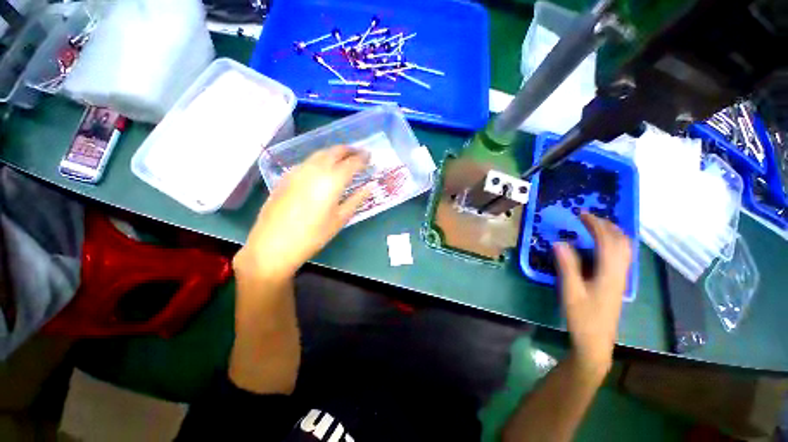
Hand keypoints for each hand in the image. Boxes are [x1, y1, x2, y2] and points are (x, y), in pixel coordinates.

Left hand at [234, 146, 370, 281]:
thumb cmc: (313, 235)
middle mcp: (315, 169)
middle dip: (349, 150)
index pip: (352, 162)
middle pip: (335, 151)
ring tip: (344, 158)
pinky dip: (320, 160)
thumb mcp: (340, 219)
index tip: (370, 157)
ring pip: (320, 153)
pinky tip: (322, 169)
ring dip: (334, 152)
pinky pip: (307, 161)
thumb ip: (356, 199)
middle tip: (359, 153)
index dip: (363, 158)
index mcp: (332, 180)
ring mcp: (298, 170)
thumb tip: (369, 186)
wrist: (273, 244)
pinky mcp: (287, 176)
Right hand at [553, 213, 631, 378]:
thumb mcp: (571, 291)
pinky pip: (621, 256)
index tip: (581, 214)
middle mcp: (620, 273)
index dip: (596, 225)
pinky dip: (614, 243)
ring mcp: (621, 278)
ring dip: (613, 233)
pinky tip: (602, 245)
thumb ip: (567, 266)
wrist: (596, 341)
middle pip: (622, 242)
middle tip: (588, 217)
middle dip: (607, 225)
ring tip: (596, 225)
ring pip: (625, 249)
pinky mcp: (617, 283)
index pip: (607, 241)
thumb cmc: (582, 317)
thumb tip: (560, 242)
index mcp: (609, 273)